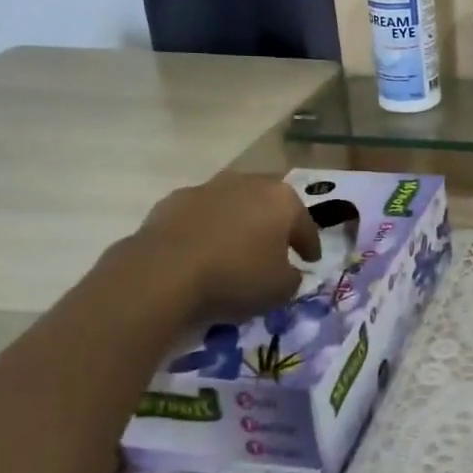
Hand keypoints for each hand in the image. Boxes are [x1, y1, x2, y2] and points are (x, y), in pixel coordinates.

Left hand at [131, 172, 320, 320]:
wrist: (162, 275)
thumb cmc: (236, 277)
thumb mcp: (281, 289)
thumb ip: (293, 277)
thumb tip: (288, 271)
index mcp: (282, 199)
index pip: (305, 224)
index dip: (310, 245)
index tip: (310, 261)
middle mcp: (248, 183)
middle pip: (269, 204)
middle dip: (274, 224)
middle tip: (275, 248)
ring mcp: (208, 188)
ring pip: (233, 205)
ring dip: (238, 223)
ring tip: (234, 250)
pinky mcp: (172, 200)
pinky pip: (200, 216)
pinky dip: (206, 230)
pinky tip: (202, 252)